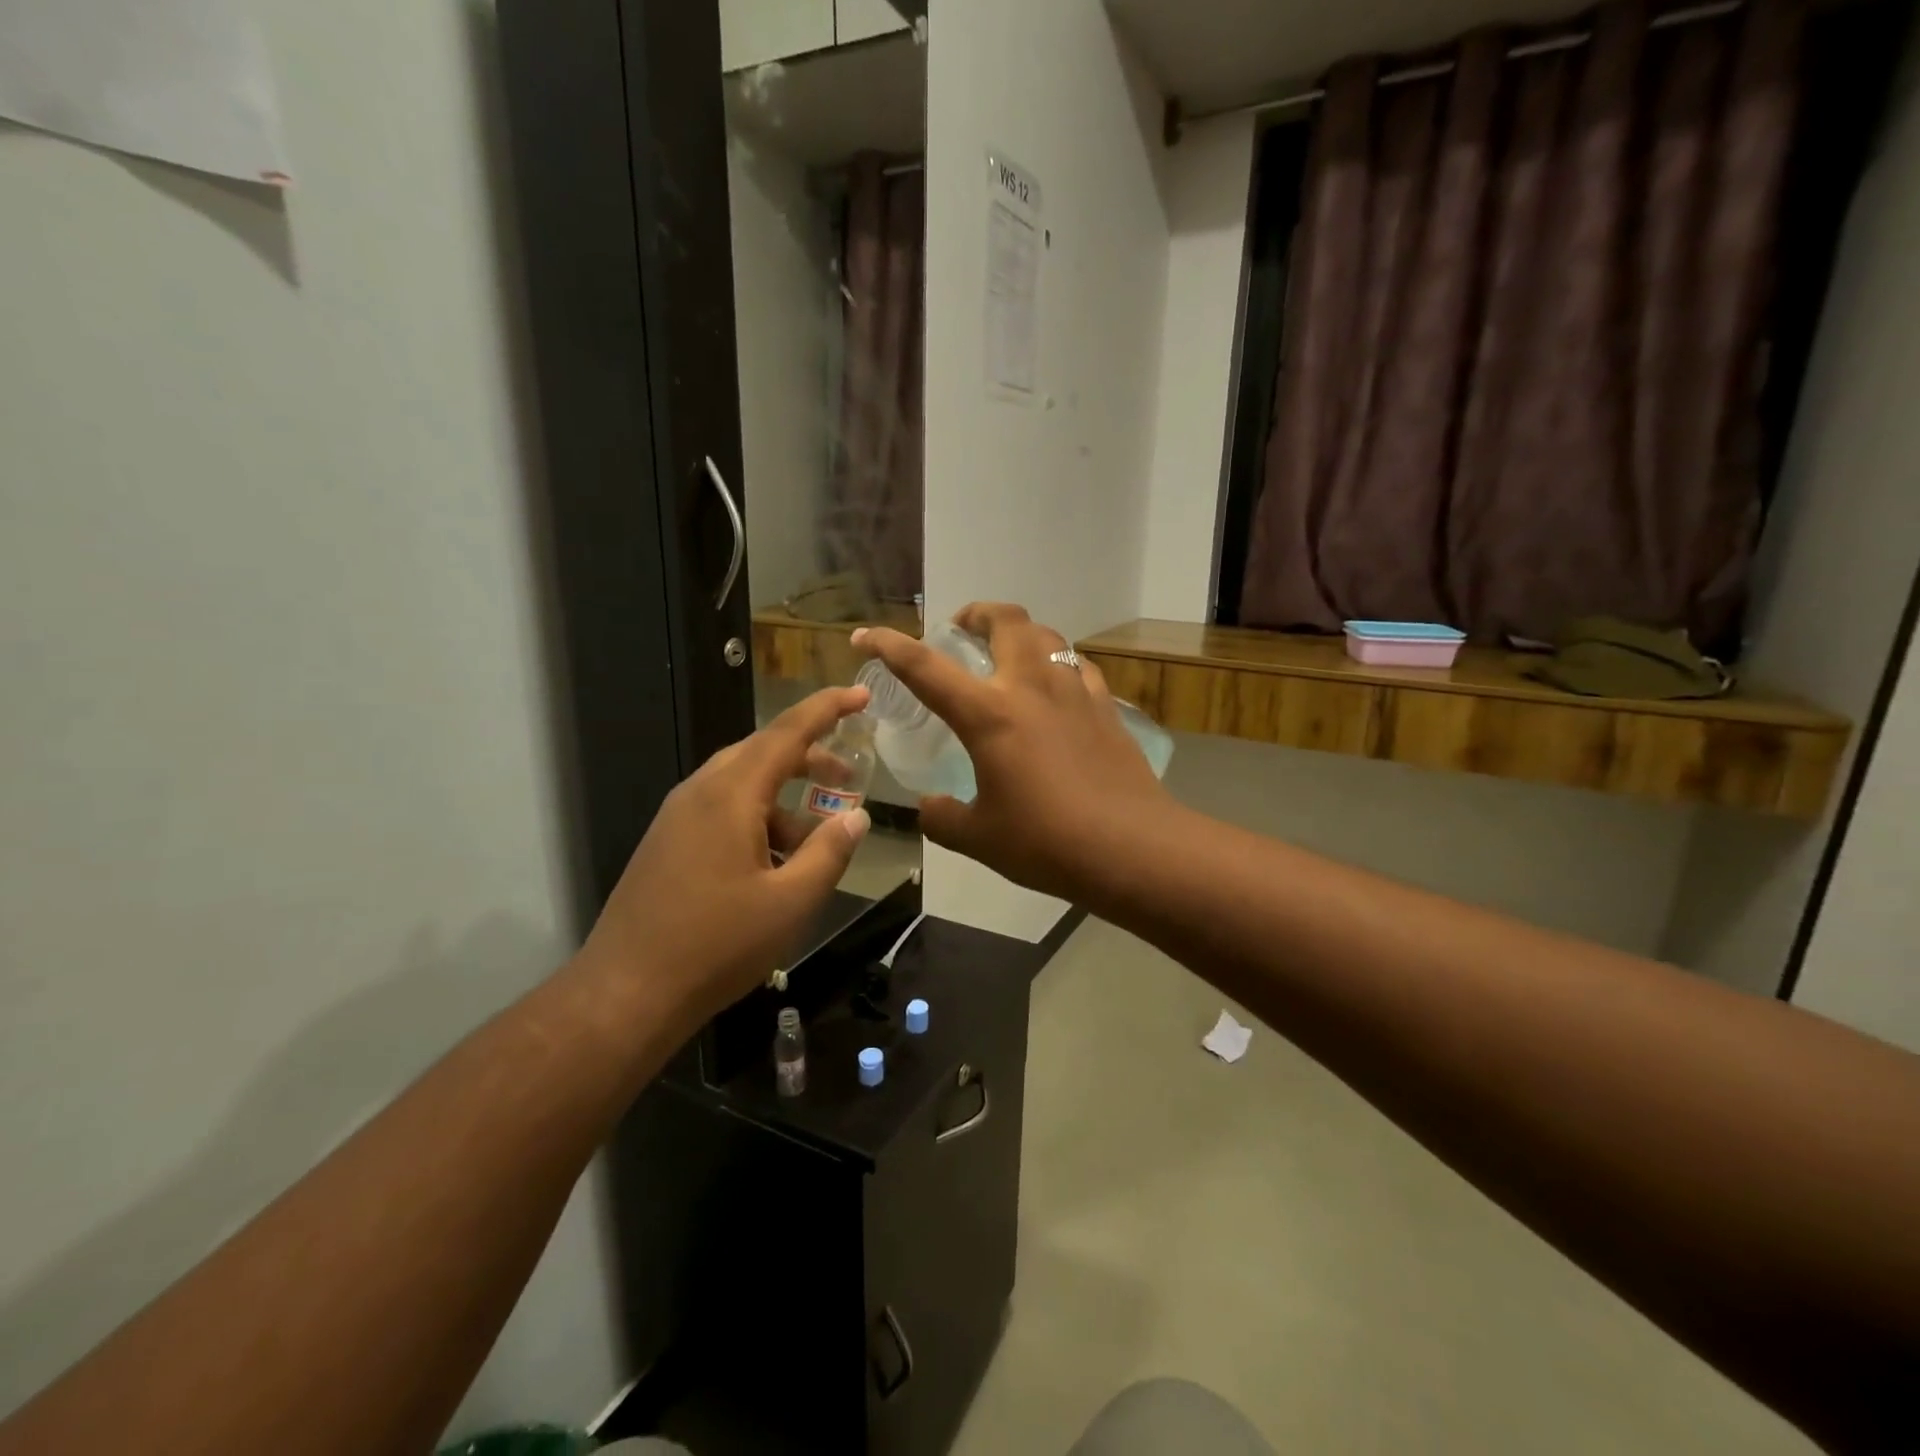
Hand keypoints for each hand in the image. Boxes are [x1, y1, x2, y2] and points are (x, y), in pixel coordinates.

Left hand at [574, 686, 872, 1029]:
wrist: (626, 993)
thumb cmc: (716, 945)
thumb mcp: (791, 902)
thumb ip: (829, 852)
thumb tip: (856, 816)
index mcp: (730, 795)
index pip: (786, 732)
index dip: (827, 709)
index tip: (861, 694)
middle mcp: (699, 793)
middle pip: (762, 752)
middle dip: (809, 757)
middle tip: (848, 774)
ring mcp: (677, 817)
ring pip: (741, 784)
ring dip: (784, 796)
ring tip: (816, 837)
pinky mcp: (667, 842)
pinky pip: (722, 810)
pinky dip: (758, 819)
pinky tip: (775, 862)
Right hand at [854, 603, 1174, 901]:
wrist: (1132, 848)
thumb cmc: (1046, 842)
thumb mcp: (979, 838)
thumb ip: (942, 818)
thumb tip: (928, 807)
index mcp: (988, 714)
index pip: (925, 667)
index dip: (889, 646)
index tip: (866, 634)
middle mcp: (1031, 686)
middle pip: (1004, 619)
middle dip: (976, 612)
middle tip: (961, 628)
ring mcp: (1074, 691)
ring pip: (1046, 634)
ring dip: (1019, 633)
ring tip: (1007, 654)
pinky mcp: (1106, 706)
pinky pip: (1076, 666)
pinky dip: (1057, 664)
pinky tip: (1055, 688)